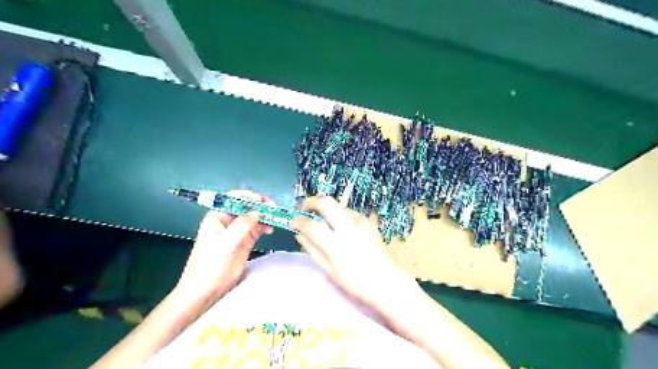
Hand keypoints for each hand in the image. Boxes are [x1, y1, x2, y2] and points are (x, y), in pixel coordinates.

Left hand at [173, 190, 274, 305]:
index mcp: (217, 216)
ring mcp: (237, 231)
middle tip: (274, 208)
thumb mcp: (225, 242)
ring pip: (254, 217)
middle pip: (247, 207)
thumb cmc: (210, 264)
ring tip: (275, 218)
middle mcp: (228, 221)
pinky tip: (271, 228)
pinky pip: (258, 228)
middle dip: (260, 205)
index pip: (234, 199)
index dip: (249, 197)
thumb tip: (257, 212)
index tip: (262, 200)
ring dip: (265, 216)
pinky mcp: (245, 241)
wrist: (207, 289)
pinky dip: (265, 226)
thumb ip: (242, 225)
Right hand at [291, 197, 409, 305]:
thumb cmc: (356, 282)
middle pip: (327, 203)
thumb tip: (299, 235)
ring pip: (339, 206)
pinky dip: (341, 216)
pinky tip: (342, 227)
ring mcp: (361, 223)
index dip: (299, 221)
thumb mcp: (330, 271)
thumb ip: (313, 250)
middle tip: (304, 208)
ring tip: (324, 221)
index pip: (312, 225)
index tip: (293, 221)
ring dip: (327, 209)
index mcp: (337, 244)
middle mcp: (349, 228)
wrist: (386, 281)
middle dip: (312, 201)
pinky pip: (351, 213)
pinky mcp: (369, 223)